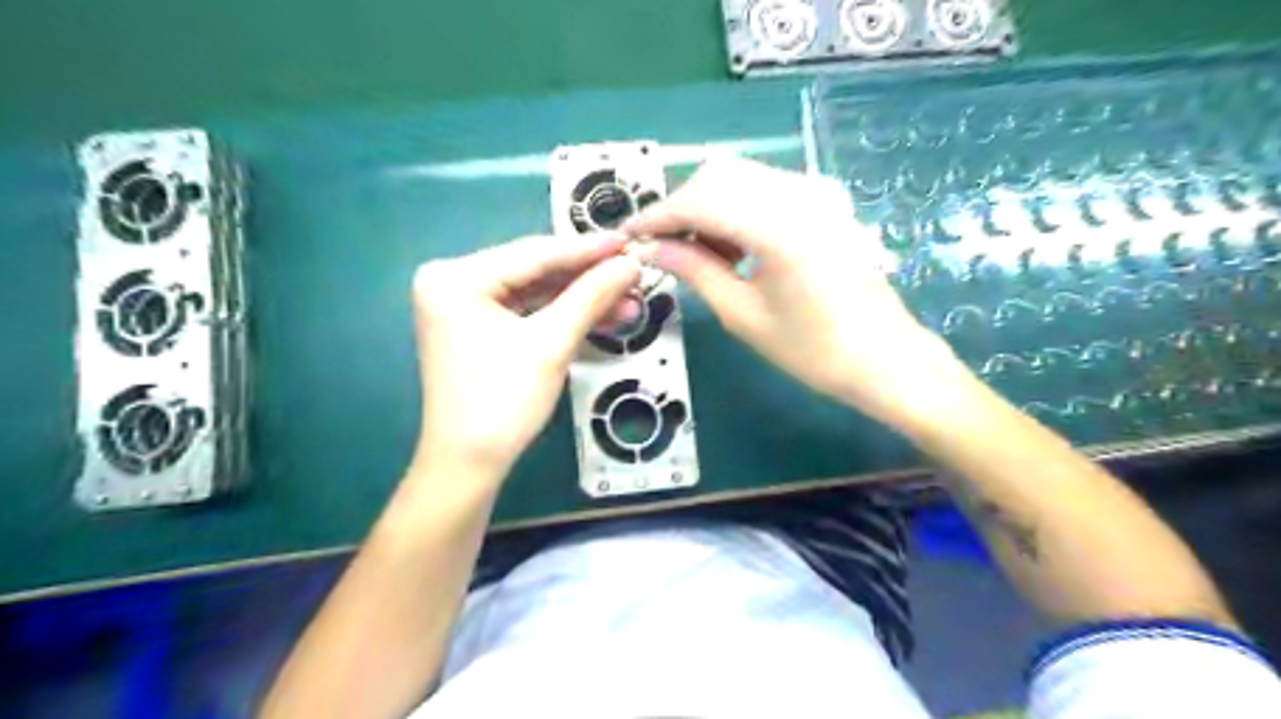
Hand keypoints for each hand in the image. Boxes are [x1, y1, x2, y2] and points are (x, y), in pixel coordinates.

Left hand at [411, 232, 640, 481]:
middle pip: (537, 271)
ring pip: (538, 292)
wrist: (469, 465)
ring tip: (631, 302)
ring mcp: (466, 304)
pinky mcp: (481, 326)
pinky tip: (606, 316)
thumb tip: (631, 264)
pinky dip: (566, 316)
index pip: (534, 254)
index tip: (630, 243)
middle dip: (589, 279)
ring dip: (584, 299)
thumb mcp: (550, 345)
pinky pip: (531, 311)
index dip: (588, 250)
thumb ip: (591, 297)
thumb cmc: (501, 403)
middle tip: (636, 275)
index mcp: (456, 277)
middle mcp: (454, 281)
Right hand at [625, 157, 971, 420]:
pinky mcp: (825, 200)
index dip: (657, 216)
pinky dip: (736, 206)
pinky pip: (765, 187)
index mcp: (777, 227)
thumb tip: (650, 249)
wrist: (883, 358)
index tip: (629, 234)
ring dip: (708, 205)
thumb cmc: (813, 349)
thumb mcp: (743, 314)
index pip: (698, 201)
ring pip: (740, 176)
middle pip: (717, 175)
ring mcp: (816, 192)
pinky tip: (731, 244)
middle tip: (662, 246)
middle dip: (681, 207)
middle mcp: (798, 193)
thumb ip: (694, 270)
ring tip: (696, 252)